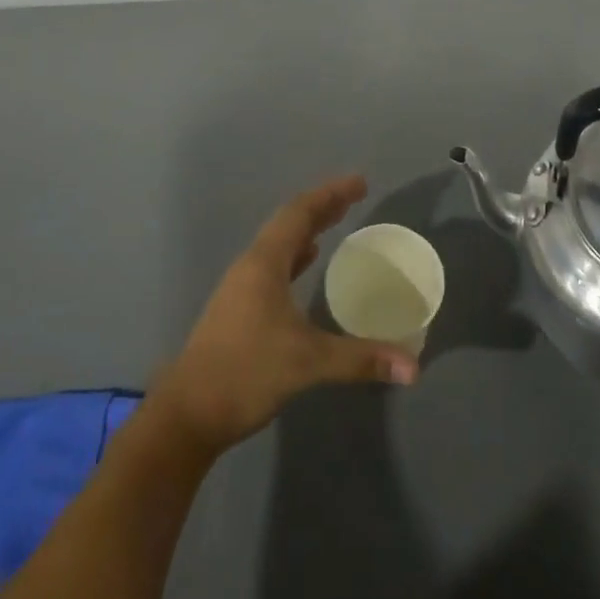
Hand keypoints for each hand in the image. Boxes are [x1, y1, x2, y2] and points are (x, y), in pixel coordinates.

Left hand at [148, 175, 417, 457]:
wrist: (186, 415)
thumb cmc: (245, 374)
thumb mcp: (307, 363)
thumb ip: (360, 359)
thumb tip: (413, 366)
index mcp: (264, 264)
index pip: (300, 213)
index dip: (331, 194)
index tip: (361, 183)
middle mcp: (250, 267)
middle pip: (289, 223)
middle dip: (323, 206)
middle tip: (356, 196)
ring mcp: (241, 288)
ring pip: (280, 244)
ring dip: (308, 229)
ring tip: (337, 221)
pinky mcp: (239, 309)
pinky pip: (274, 266)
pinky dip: (295, 255)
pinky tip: (308, 262)